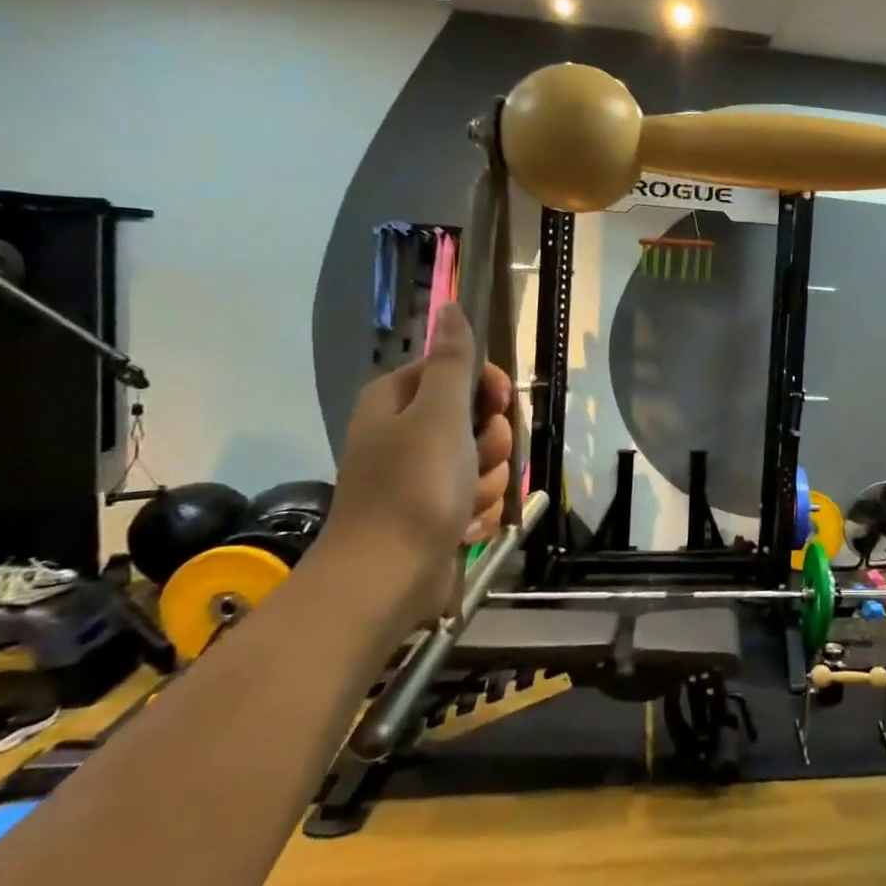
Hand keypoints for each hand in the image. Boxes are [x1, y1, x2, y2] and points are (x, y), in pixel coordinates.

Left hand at [329, 303, 514, 623]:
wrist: (387, 578)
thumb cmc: (413, 487)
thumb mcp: (440, 415)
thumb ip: (453, 362)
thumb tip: (450, 307)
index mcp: (397, 401)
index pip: (455, 370)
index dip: (485, 386)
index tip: (498, 403)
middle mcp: (407, 433)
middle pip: (476, 418)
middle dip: (491, 443)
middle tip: (478, 459)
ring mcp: (422, 476)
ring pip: (483, 462)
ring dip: (486, 483)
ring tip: (466, 504)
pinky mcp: (436, 512)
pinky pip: (476, 498)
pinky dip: (476, 512)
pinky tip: (463, 528)